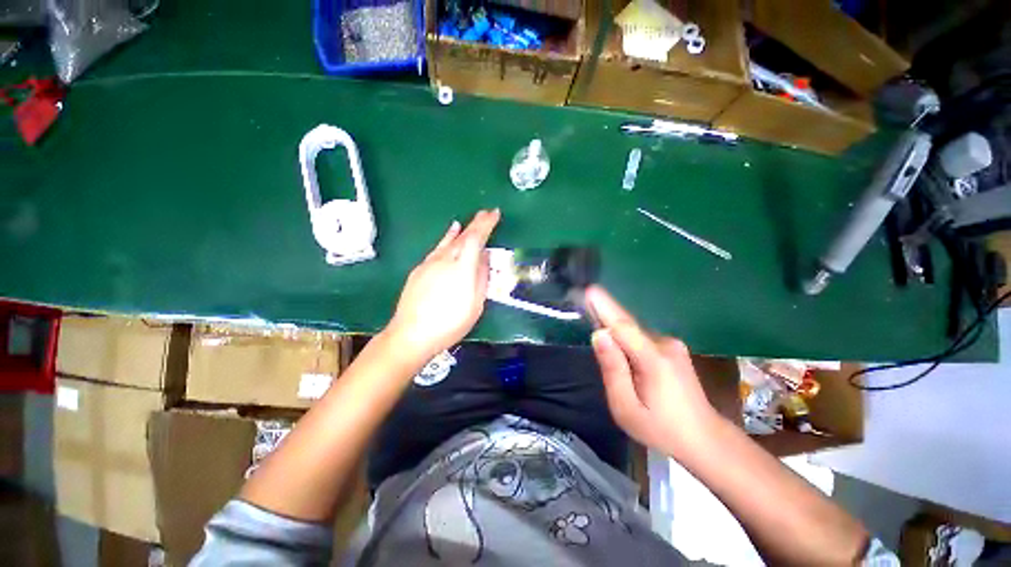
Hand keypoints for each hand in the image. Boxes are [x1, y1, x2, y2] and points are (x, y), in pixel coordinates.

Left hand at [386, 209, 500, 359]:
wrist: (411, 334)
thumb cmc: (450, 324)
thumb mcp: (475, 305)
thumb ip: (481, 277)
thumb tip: (484, 257)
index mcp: (462, 269)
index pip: (476, 238)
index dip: (486, 224)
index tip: (494, 214)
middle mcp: (445, 260)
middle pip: (463, 236)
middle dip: (476, 223)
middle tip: (486, 213)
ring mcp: (430, 263)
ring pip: (448, 240)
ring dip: (461, 229)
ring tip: (469, 221)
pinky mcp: (419, 269)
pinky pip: (437, 248)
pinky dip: (446, 238)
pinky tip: (449, 234)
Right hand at [586, 286, 719, 457]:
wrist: (705, 439)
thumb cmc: (661, 429)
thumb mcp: (626, 407)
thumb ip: (612, 369)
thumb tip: (599, 335)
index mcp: (654, 360)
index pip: (623, 326)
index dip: (604, 307)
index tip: (588, 290)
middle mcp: (665, 345)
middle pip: (627, 326)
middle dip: (604, 312)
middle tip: (584, 299)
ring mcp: (672, 345)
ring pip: (633, 332)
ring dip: (614, 328)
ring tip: (595, 324)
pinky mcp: (673, 348)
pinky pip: (641, 337)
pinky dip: (625, 337)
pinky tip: (617, 345)